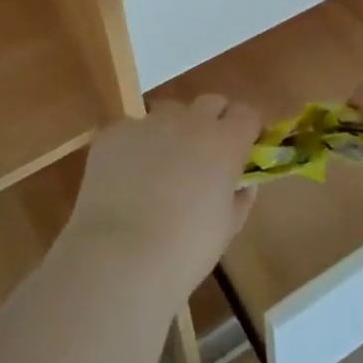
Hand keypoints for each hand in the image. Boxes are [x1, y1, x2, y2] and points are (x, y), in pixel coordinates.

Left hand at [63, 96, 261, 304]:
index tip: (244, 149)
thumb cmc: (184, 251)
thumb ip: (239, 198)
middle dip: (213, 122)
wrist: (119, 258)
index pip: (246, 114)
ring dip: (173, 131)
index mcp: (224, 142)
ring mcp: (149, 122)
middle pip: (210, 103)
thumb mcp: (226, 230)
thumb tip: (242, 183)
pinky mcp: (115, 132)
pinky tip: (125, 180)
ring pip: (170, 113)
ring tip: (160, 168)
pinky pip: (132, 130)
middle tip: (204, 157)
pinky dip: (135, 147)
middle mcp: (190, 121)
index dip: (246, 129)